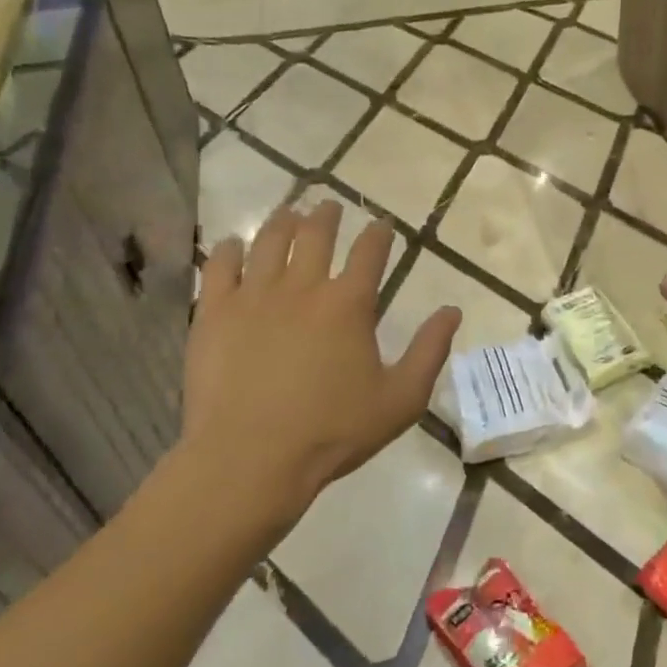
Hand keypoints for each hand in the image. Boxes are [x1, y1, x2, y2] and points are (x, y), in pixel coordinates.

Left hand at [177, 201, 460, 534]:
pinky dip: (228, 249)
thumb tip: (452, 311)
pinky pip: (219, 266)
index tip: (382, 224)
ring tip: (289, 212)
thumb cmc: (333, 432)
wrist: (250, 459)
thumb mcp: (401, 399)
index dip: (378, 233)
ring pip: (269, 241)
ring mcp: (254, 296)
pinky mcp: (214, 313)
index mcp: (349, 304)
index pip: (369, 252)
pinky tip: (232, 244)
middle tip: (330, 207)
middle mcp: (303, 287)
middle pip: (316, 234)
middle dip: (327, 216)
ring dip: (283, 221)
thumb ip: (430, 350)